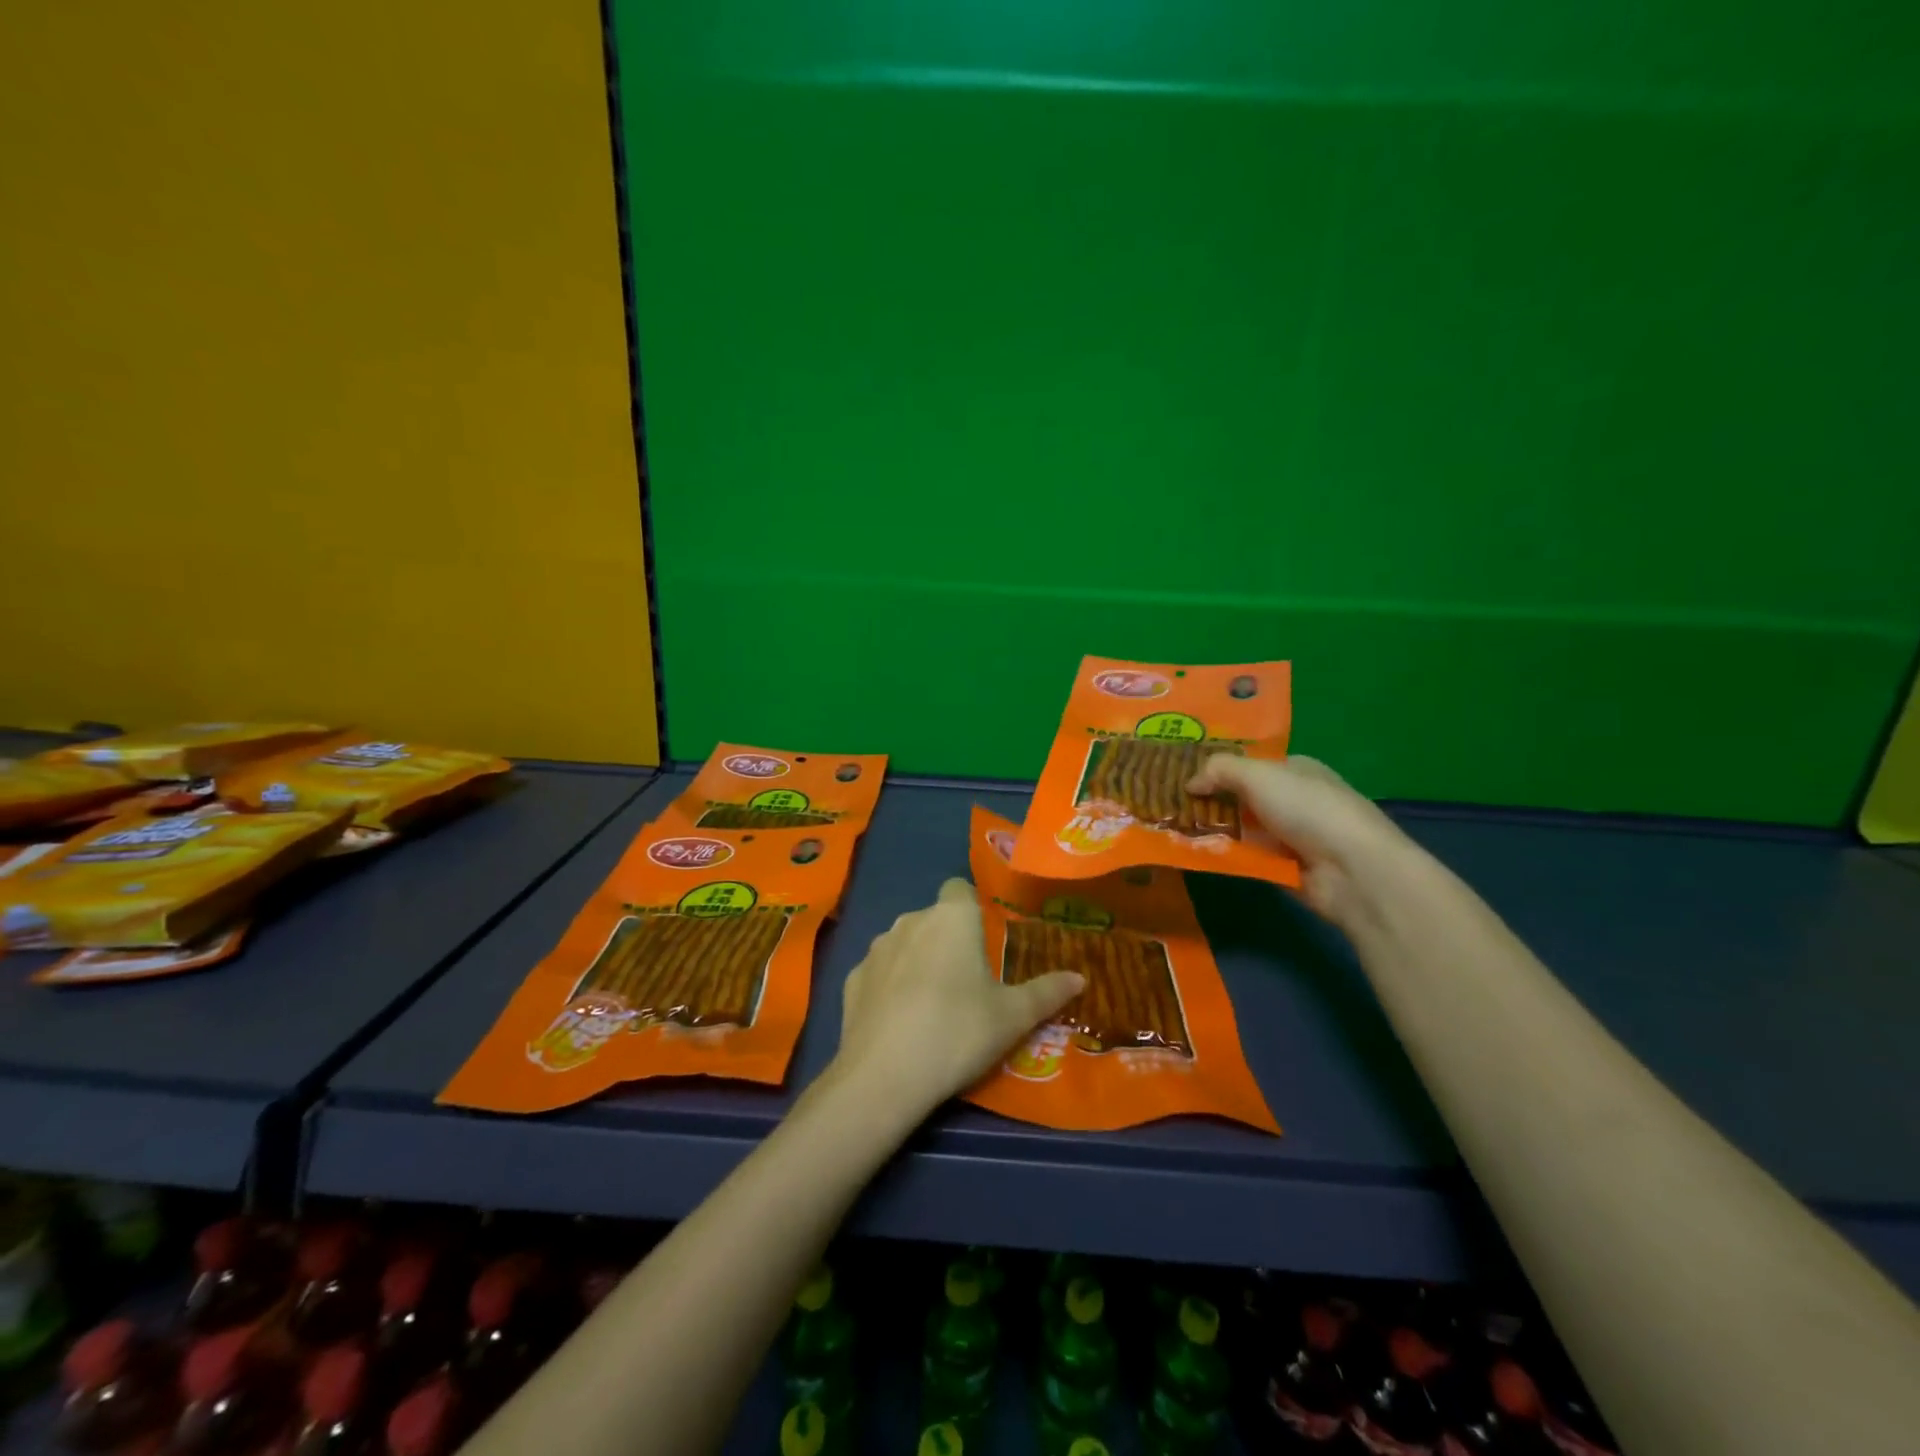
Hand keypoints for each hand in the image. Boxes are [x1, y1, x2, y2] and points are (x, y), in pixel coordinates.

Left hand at [835, 879, 1084, 1111]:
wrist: (884, 1075)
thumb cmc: (958, 1031)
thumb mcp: (1013, 1017)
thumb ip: (1046, 992)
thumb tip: (1080, 978)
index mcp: (952, 917)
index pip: (960, 888)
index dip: (972, 907)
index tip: (985, 939)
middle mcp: (911, 920)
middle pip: (934, 918)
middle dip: (948, 939)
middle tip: (969, 980)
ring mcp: (876, 948)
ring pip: (904, 943)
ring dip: (918, 960)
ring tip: (934, 1004)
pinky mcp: (852, 978)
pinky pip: (880, 972)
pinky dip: (890, 986)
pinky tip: (900, 1021)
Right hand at [1187, 754, 1409, 928]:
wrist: (1352, 870)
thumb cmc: (1308, 808)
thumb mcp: (1259, 775)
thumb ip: (1219, 770)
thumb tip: (1189, 782)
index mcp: (1296, 769)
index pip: (1251, 764)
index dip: (1218, 768)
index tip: (1181, 774)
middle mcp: (1294, 800)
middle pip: (1242, 797)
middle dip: (1210, 800)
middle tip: (1168, 803)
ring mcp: (1291, 836)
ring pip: (1241, 829)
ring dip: (1212, 830)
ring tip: (1171, 829)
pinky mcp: (1284, 868)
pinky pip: (1246, 858)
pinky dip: (1224, 856)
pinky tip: (1194, 854)